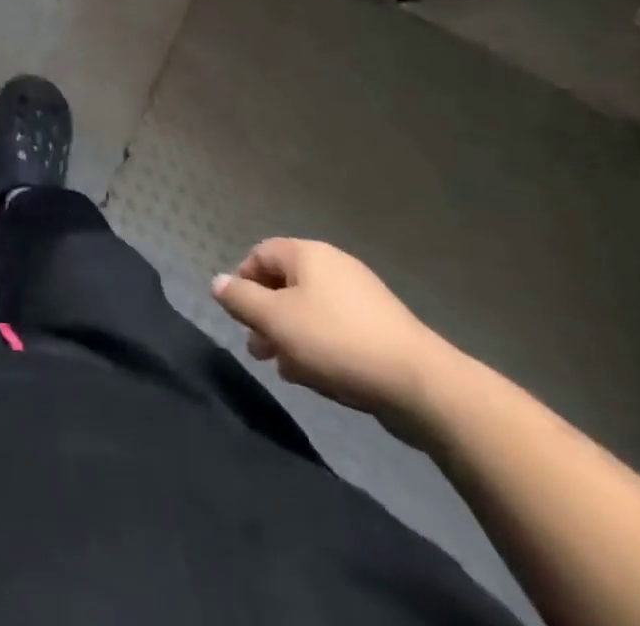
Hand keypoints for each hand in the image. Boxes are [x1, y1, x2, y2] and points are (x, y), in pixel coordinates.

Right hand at [211, 238, 453, 423]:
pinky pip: (336, 329)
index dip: (242, 282)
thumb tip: (217, 282)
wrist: (422, 386)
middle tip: (258, 350)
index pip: (259, 254)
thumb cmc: (336, 341)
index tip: (239, 317)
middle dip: (266, 316)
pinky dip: (319, 347)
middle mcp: (334, 266)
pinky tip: (317, 376)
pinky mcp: (382, 329)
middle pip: (285, 284)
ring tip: (286, 369)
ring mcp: (362, 297)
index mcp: (307, 254)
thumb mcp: (275, 320)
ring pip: (310, 311)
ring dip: (290, 336)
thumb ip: (240, 299)